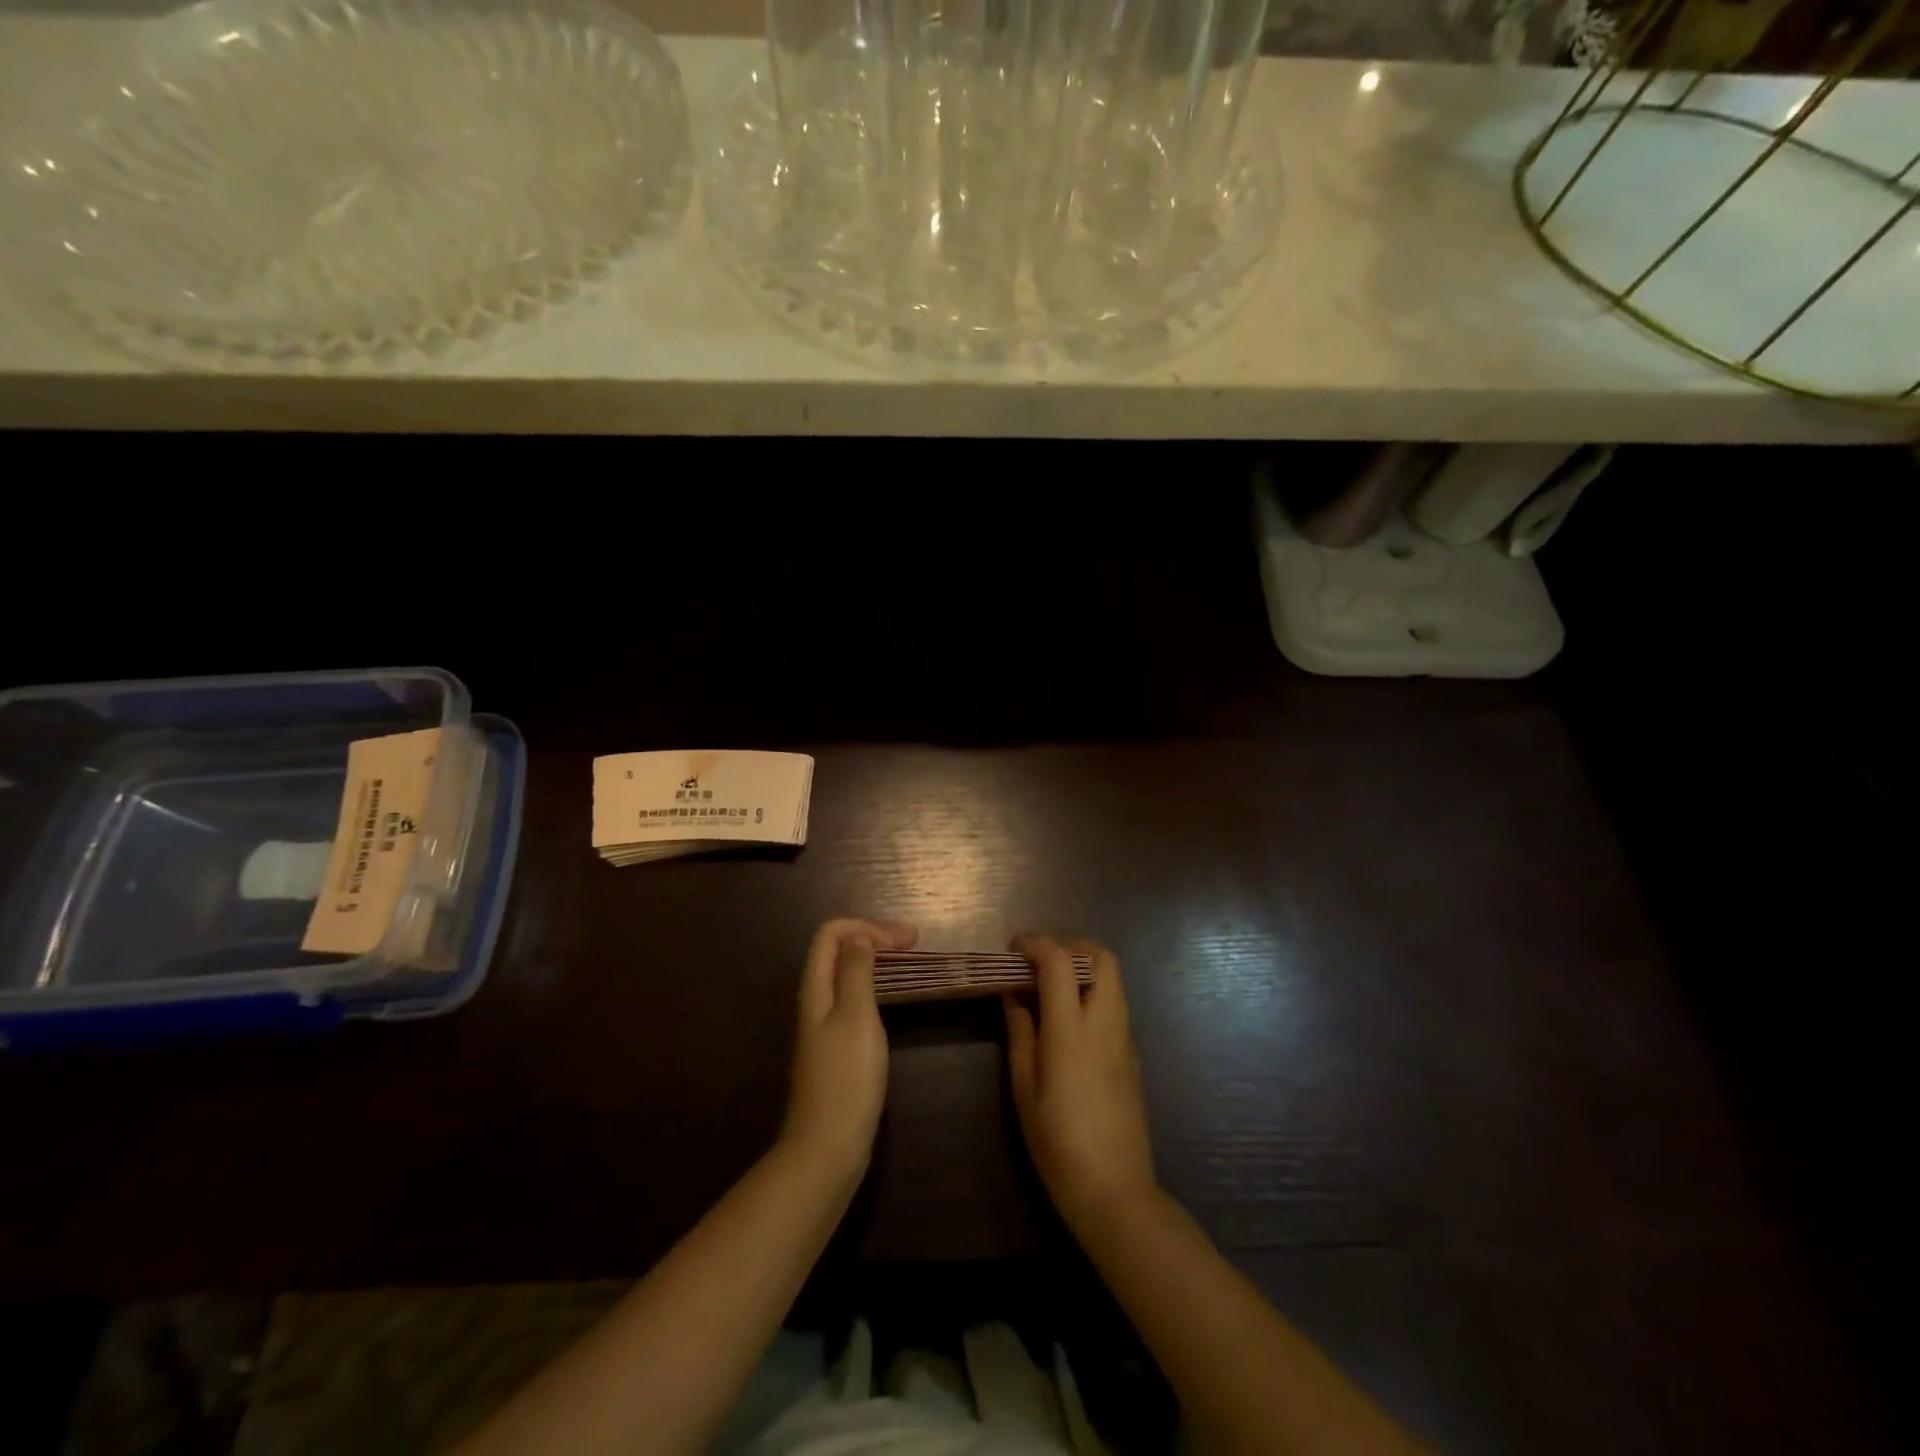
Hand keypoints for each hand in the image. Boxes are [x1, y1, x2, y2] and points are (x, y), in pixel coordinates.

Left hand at [781, 917, 916, 1182]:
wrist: (826, 1148)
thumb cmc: (846, 1078)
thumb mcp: (856, 1016)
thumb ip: (856, 972)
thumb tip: (859, 937)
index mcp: (816, 989)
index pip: (830, 934)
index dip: (866, 927)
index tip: (905, 941)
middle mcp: (815, 1002)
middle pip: (837, 952)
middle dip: (874, 938)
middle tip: (915, 944)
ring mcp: (823, 1028)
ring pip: (846, 977)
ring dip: (875, 962)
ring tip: (909, 965)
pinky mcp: (835, 1050)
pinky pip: (852, 1001)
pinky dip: (874, 988)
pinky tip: (893, 1002)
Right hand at [1003, 935, 1158, 1232]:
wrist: (1115, 1192)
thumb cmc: (1057, 1144)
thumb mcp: (1024, 1089)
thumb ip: (1020, 1033)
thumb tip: (1013, 994)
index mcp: (1072, 1031)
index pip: (1061, 961)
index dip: (1036, 943)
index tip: (1012, 949)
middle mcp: (1104, 1023)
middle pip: (1101, 956)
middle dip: (1069, 945)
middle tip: (1038, 961)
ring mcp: (1124, 1037)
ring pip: (1113, 978)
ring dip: (1083, 967)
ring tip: (1049, 987)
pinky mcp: (1133, 1054)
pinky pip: (1115, 1003)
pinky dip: (1092, 991)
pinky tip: (1068, 1018)